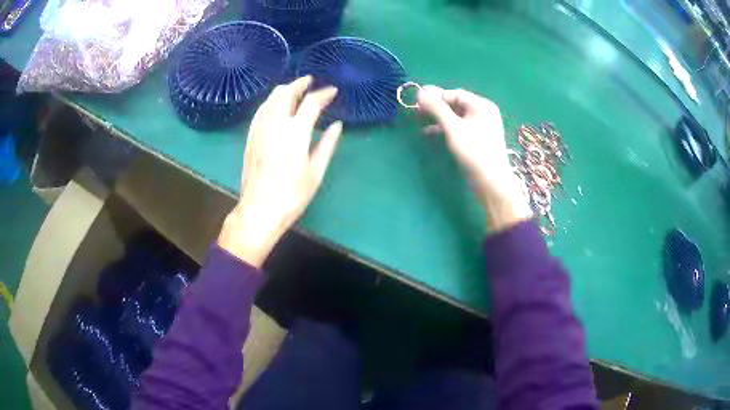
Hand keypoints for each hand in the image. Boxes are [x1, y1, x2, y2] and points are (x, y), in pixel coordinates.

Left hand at [218, 76, 342, 267]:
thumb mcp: (316, 171)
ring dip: (284, 90)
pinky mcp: (251, 137)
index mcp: (296, 131)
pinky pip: (261, 111)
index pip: (311, 102)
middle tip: (310, 81)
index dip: (323, 93)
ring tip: (293, 89)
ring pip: (271, 99)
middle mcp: (276, 123)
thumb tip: (337, 125)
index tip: (333, 91)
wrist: (259, 209)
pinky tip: (274, 105)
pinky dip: (270, 102)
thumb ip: (327, 144)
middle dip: (300, 84)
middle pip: (286, 93)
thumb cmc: (292, 194)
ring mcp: (260, 129)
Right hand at [417, 86, 532, 231]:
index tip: (416, 101)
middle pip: (455, 104)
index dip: (435, 96)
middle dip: (436, 107)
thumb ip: (436, 108)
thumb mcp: (452, 127)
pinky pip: (459, 127)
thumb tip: (420, 92)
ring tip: (420, 122)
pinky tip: (430, 133)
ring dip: (438, 118)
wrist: (492, 182)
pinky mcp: (478, 139)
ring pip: (456, 117)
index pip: (454, 94)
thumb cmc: (473, 151)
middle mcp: (483, 112)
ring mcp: (482, 126)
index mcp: (481, 105)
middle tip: (416, 111)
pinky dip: (445, 129)